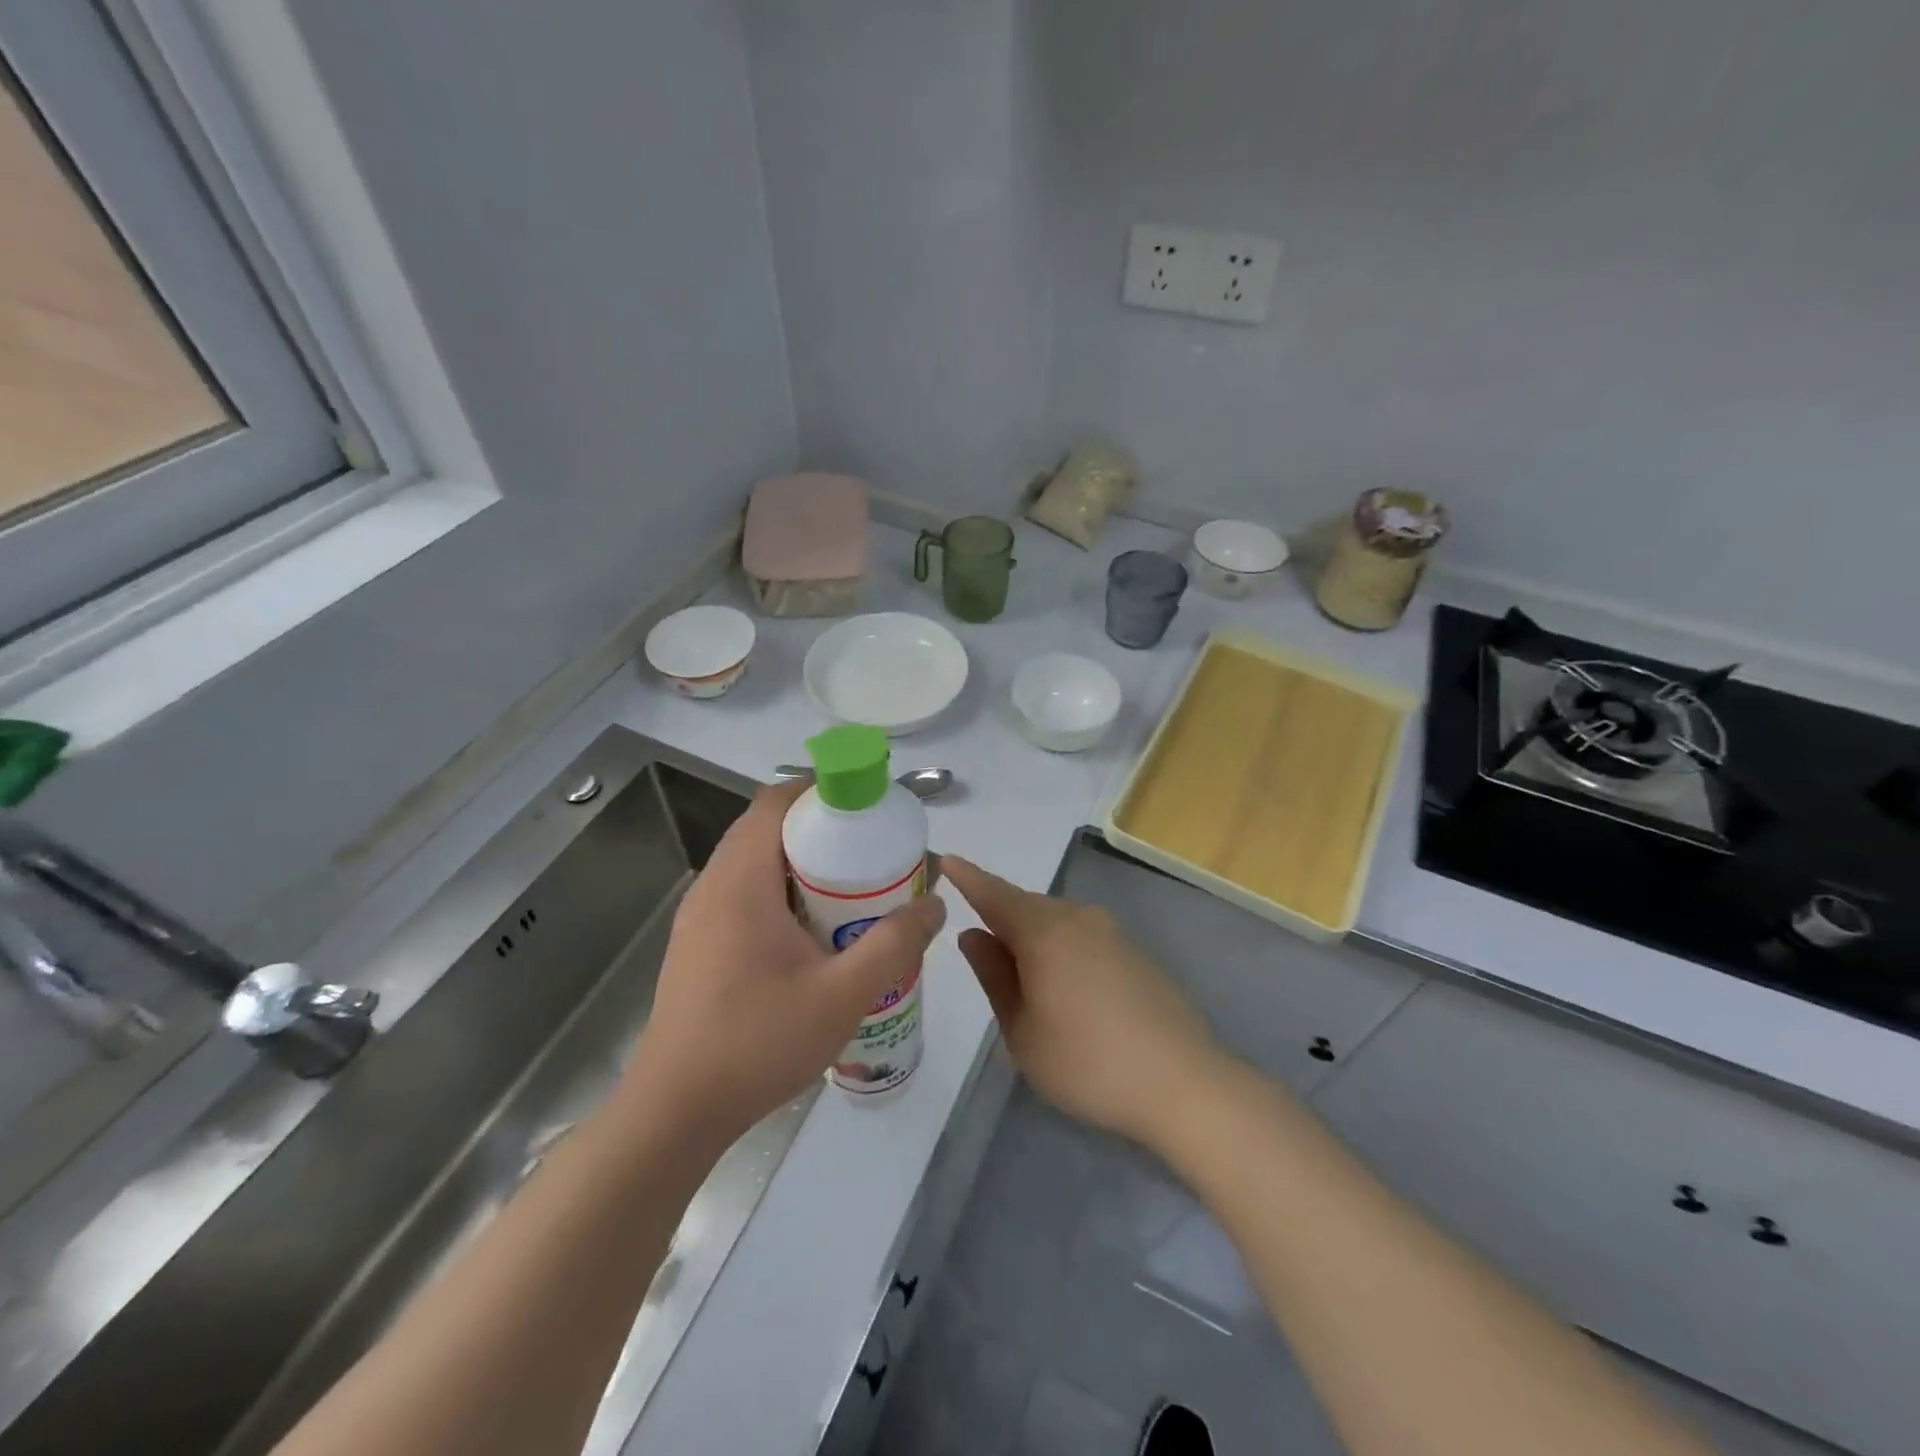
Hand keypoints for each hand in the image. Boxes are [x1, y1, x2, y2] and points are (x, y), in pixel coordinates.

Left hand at [626, 782, 945, 1149]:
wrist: (674, 1113)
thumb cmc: (756, 1044)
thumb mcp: (842, 996)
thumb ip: (894, 945)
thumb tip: (934, 903)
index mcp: (741, 881)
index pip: (775, 802)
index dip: (820, 790)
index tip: (865, 805)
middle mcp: (713, 887)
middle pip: (767, 828)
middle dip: (820, 829)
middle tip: (868, 851)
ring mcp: (700, 918)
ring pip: (755, 863)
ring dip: (800, 863)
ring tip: (849, 890)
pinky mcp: (698, 945)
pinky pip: (744, 894)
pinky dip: (781, 892)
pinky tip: (812, 935)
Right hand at [943, 856, 1216, 1149]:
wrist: (1183, 1083)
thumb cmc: (1087, 1062)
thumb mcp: (1022, 1030)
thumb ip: (994, 976)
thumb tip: (973, 935)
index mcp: (1044, 931)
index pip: (994, 894)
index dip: (968, 878)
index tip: (945, 858)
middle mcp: (1079, 917)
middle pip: (1026, 906)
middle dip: (1000, 919)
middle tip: (982, 954)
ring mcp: (1112, 932)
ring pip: (1056, 921)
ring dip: (1033, 938)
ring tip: (1025, 982)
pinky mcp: (1135, 951)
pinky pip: (1082, 936)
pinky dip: (1062, 949)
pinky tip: (1067, 990)